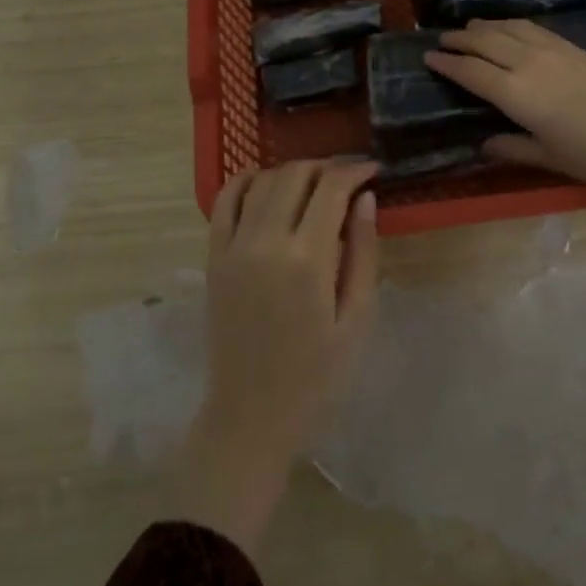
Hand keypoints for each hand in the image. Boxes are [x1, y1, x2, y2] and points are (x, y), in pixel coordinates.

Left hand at [171, 160, 378, 556]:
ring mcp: (233, 248)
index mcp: (307, 260)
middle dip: (327, 167)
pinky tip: (263, 180)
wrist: (250, 418)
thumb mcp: (356, 320)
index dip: (355, 171)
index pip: (331, 188)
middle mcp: (265, 242)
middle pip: (295, 175)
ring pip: (262, 181)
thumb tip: (365, 199)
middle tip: (349, 177)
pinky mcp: (213, 259)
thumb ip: (362, 253)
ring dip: (292, 171)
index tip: (373, 170)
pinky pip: (223, 202)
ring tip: (315, 183)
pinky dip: (243, 181)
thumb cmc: (316, 378)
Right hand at [425, 18, 585, 248]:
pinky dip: (512, 25)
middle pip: (486, 42)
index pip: (471, 71)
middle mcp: (530, 63)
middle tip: (442, 40)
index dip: (447, 63)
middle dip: (460, 39)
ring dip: (485, 26)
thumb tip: (485, 144)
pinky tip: (511, 29)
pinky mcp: (575, 48)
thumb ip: (514, 148)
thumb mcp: (552, 158)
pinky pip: (533, 28)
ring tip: (469, 28)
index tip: (428, 57)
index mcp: (517, 93)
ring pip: (509, 28)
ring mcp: (555, 51)